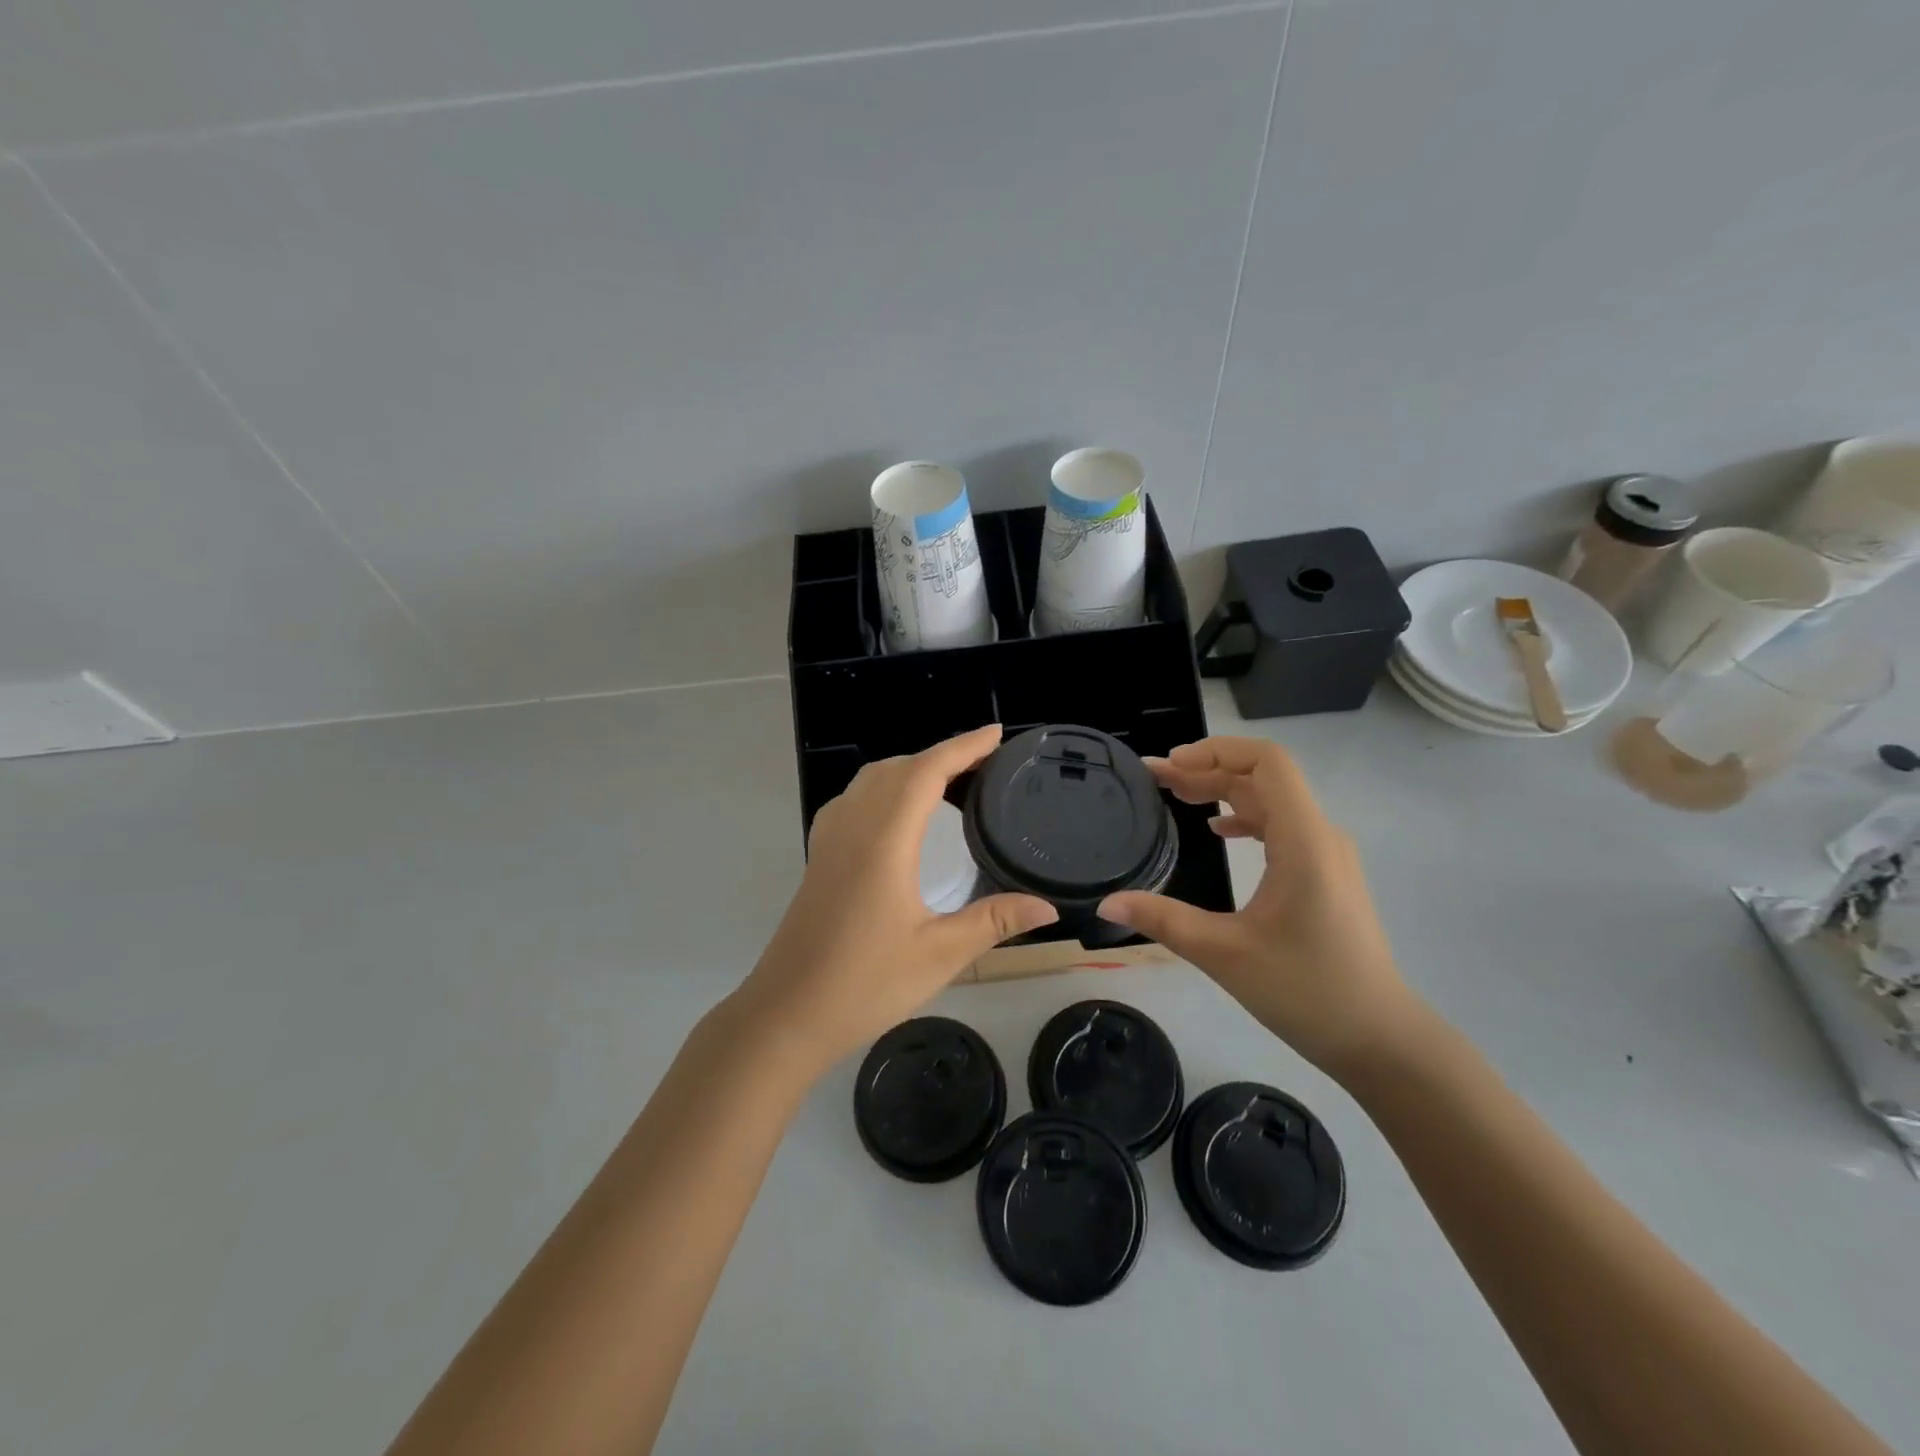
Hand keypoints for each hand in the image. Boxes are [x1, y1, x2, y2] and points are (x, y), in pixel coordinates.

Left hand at [735, 725, 1058, 1074]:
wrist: (787, 1014)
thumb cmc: (865, 985)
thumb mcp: (939, 955)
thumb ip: (994, 922)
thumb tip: (1047, 906)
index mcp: (884, 841)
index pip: (926, 772)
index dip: (963, 747)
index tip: (996, 735)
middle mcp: (853, 827)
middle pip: (898, 768)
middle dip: (942, 755)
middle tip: (985, 762)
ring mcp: (830, 840)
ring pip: (870, 779)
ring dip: (910, 768)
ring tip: (949, 781)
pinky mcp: (819, 857)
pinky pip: (853, 799)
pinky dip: (884, 787)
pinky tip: (897, 814)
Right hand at [1099, 736, 1423, 1077]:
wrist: (1379, 1039)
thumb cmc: (1307, 991)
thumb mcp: (1224, 954)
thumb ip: (1163, 920)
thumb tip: (1107, 903)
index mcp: (1303, 841)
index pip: (1267, 762)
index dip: (1216, 752)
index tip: (1170, 766)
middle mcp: (1320, 836)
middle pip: (1264, 778)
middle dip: (1207, 770)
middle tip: (1155, 778)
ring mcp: (1327, 855)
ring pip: (1273, 801)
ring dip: (1223, 791)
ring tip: (1176, 795)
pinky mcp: (1326, 875)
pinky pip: (1282, 826)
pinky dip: (1244, 816)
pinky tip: (1215, 829)